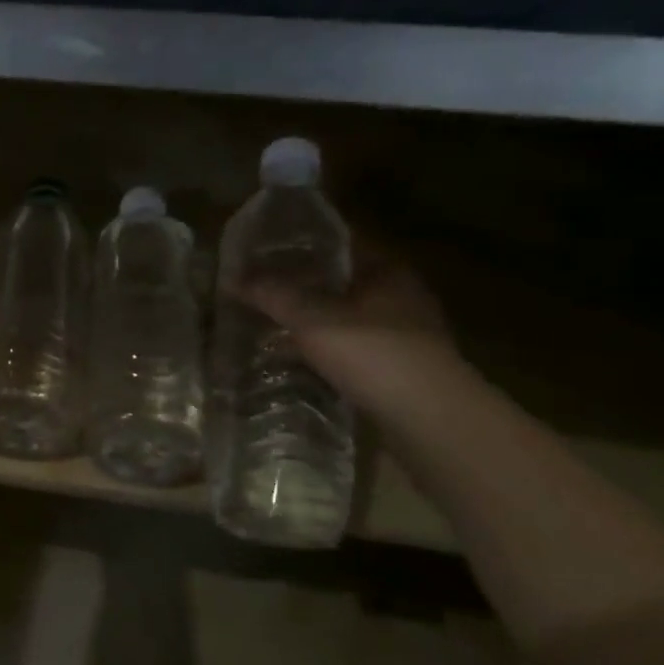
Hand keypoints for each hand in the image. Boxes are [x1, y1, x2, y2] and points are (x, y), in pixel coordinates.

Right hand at [233, 236, 462, 413]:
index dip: (300, 243)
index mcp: (386, 272)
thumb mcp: (314, 319)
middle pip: (340, 283)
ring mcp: (402, 336)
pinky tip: (295, 362)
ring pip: (344, 318)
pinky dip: (323, 353)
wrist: (430, 421)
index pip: (339, 244)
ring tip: (268, 327)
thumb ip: (274, 295)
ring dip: (311, 323)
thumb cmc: (374, 354)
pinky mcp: (397, 371)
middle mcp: (399, 297)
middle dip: (300, 286)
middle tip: (257, 291)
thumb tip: (233, 276)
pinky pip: (350, 351)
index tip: (262, 250)